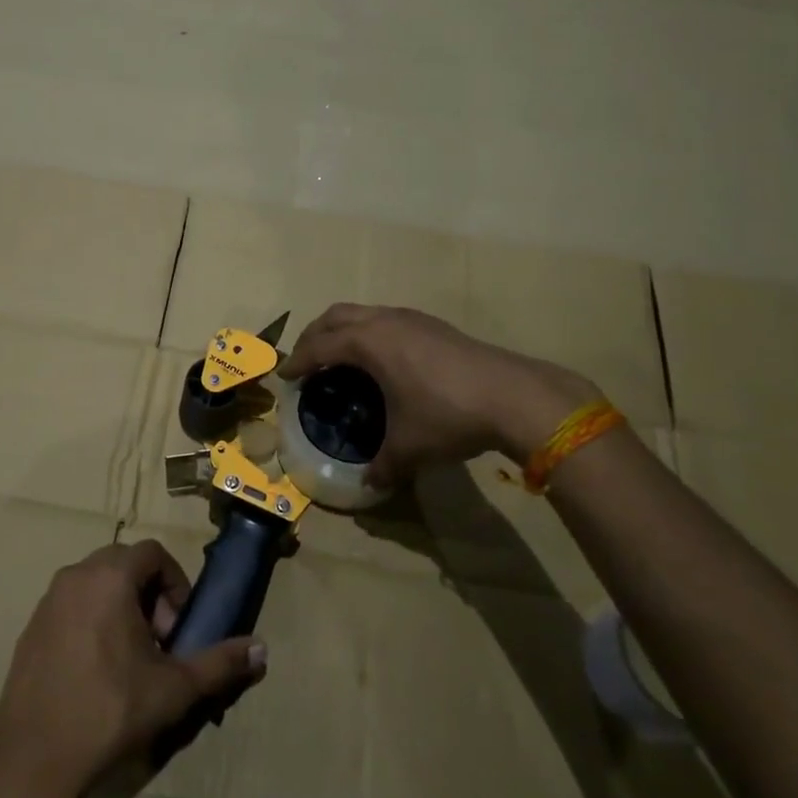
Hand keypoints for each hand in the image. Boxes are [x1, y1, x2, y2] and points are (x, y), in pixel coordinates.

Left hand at [0, 540, 266, 797]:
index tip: (178, 628)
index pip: (153, 553)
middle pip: (124, 564)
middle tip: (159, 642)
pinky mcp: (31, 628)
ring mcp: (48, 601)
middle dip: (150, 594)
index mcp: (109, 577)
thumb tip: (262, 649)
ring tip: (131, 658)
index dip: (175, 583)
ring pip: (96, 583)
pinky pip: (72, 605)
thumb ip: (220, 663)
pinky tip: (97, 671)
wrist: (33, 761)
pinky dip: (93, 620)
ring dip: (122, 607)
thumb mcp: (174, 689)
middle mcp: (75, 576)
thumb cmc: (109, 712)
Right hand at [279, 304, 600, 485]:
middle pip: (336, 316)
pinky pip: (387, 320)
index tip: (284, 376)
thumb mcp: (409, 447)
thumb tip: (369, 484)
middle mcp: (386, 321)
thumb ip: (382, 465)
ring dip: (344, 330)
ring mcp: (413, 319)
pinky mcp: (435, 325)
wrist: (514, 396)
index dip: (297, 361)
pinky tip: (383, 361)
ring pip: (364, 313)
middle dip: (315, 336)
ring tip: (341, 358)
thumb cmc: (448, 415)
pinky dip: (370, 333)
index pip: (319, 346)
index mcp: (368, 343)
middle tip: (306, 361)